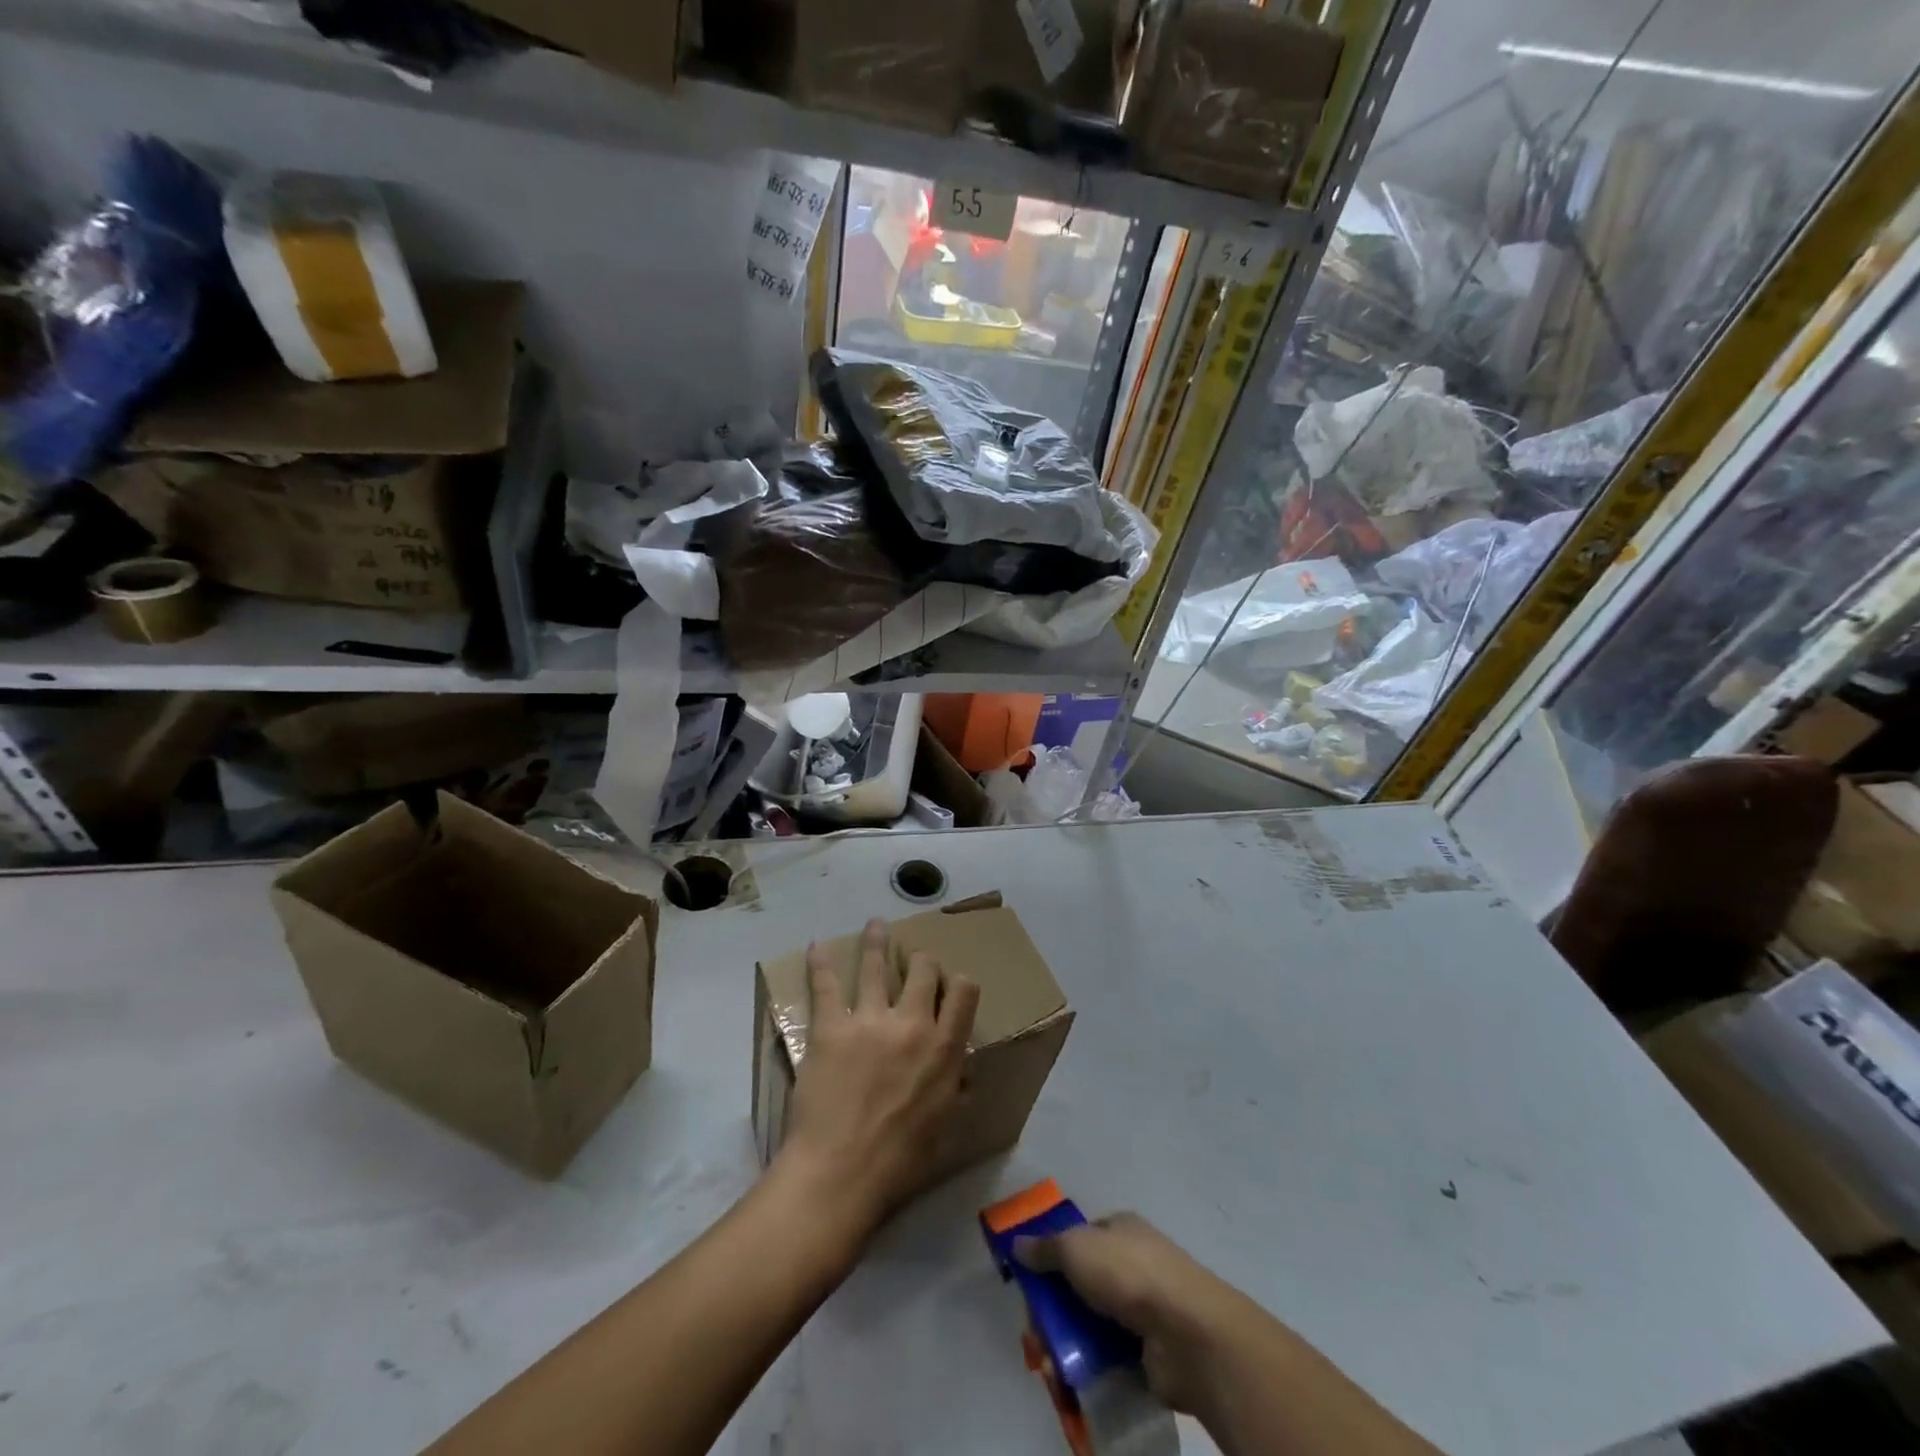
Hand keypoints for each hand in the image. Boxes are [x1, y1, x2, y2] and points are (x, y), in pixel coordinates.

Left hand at [777, 918, 980, 1240]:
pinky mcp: (831, 1027)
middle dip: (923, 959)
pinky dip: (821, 963)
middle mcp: (912, 1024)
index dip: (959, 981)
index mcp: (945, 1050)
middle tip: (915, 959)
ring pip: (878, 965)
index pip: (964, 992)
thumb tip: (962, 1073)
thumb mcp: (944, 1130)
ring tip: (876, 924)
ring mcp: (870, 1021)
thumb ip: (955, 1092)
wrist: (841, 1174)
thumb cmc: (898, 1164)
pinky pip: (826, 985)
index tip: (950, 984)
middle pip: (924, 970)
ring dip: (878, 941)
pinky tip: (818, 946)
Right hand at [1015, 1213, 1246, 1413]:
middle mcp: (1132, 1263)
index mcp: (1120, 1229)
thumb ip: (1045, 1247)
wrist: (1186, 1333)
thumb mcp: (1076, 1247)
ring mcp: (1143, 1309)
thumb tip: (1016, 1243)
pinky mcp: (1148, 1352)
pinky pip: (1109, 1357)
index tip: (1030, 1283)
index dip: (1052, 1257)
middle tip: (1036, 1334)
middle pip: (1081, 1284)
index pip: (1079, 1238)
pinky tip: (1072, 1380)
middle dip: (1054, 1310)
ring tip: (1050, 1364)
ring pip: (1092, 1324)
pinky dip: (1089, 1368)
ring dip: (1067, 1344)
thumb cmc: (1128, 1273)